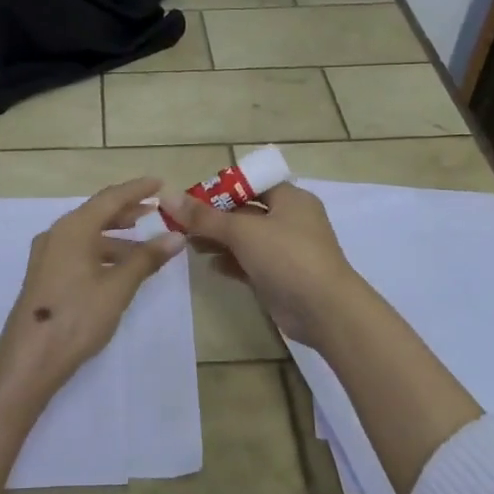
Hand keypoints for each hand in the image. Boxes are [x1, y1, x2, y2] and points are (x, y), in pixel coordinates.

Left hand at [0, 178, 185, 400]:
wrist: (30, 358)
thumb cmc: (77, 316)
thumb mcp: (117, 287)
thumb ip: (146, 259)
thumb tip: (176, 237)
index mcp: (73, 228)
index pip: (110, 198)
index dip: (136, 189)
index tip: (160, 183)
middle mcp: (57, 234)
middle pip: (96, 213)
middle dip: (127, 211)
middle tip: (155, 212)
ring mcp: (47, 255)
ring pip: (87, 235)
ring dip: (116, 236)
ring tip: (145, 246)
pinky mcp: (45, 275)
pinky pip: (78, 251)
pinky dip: (102, 252)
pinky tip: (119, 268)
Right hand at [162, 182, 365, 347]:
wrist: (325, 311)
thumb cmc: (287, 257)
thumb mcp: (243, 231)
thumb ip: (204, 217)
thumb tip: (168, 196)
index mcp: (290, 198)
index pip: (250, 183)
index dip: (220, 188)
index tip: (190, 198)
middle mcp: (290, 219)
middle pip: (245, 210)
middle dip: (214, 217)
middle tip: (182, 223)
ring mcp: (286, 250)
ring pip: (245, 238)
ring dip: (219, 239)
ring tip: (188, 244)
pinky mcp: (280, 276)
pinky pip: (250, 262)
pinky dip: (231, 261)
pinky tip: (209, 264)